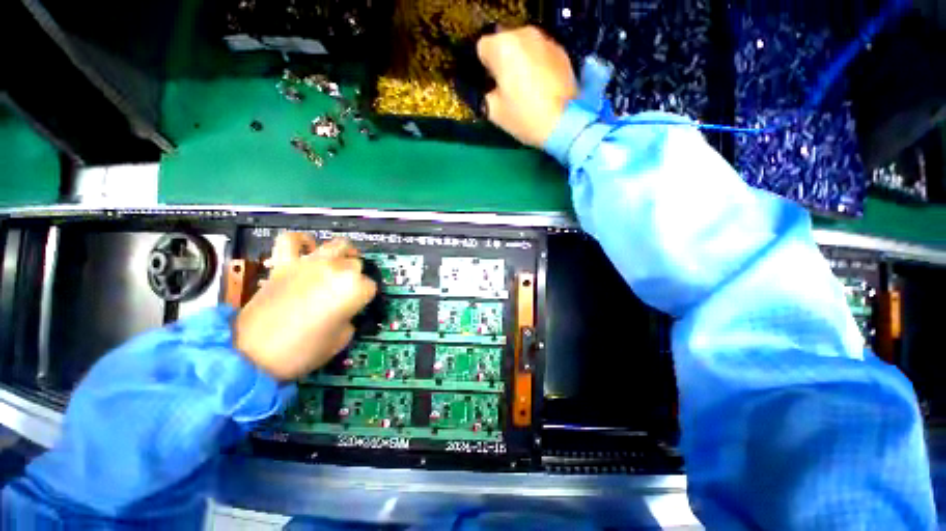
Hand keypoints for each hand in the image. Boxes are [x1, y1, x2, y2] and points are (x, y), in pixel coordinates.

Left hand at [234, 234, 377, 380]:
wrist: (252, 353)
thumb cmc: (302, 350)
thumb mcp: (340, 340)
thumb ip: (350, 319)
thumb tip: (346, 312)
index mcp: (353, 289)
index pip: (370, 286)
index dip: (365, 298)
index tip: (357, 307)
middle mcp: (336, 270)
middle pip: (356, 264)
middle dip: (355, 277)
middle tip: (346, 292)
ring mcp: (309, 263)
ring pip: (337, 245)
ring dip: (343, 254)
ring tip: (340, 263)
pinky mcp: (284, 263)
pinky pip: (292, 240)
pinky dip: (301, 241)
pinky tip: (307, 249)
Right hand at [477, 26, 577, 146]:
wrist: (564, 123)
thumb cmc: (524, 117)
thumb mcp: (493, 111)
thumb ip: (483, 93)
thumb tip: (486, 88)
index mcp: (502, 46)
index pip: (482, 48)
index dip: (483, 68)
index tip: (489, 85)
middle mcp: (524, 34)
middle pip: (503, 43)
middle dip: (502, 62)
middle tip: (507, 88)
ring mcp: (545, 40)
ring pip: (523, 47)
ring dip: (519, 61)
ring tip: (525, 88)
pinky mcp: (561, 51)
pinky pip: (539, 53)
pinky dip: (536, 64)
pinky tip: (540, 86)